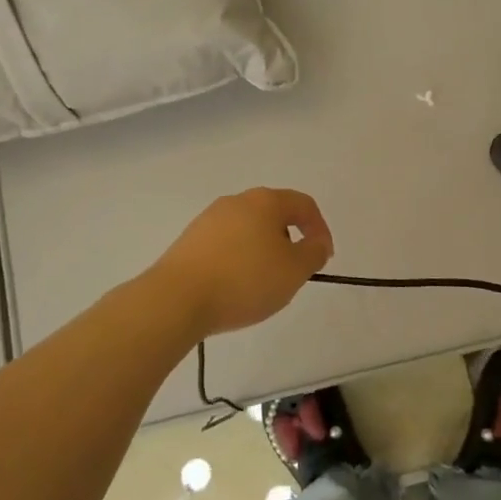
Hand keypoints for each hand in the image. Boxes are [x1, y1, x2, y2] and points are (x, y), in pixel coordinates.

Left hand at [149, 189, 334, 338]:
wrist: (177, 298)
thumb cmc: (244, 280)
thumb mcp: (294, 270)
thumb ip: (313, 253)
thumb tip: (315, 242)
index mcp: (265, 201)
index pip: (303, 204)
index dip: (320, 229)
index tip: (323, 259)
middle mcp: (236, 201)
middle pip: (274, 214)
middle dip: (289, 241)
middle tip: (293, 272)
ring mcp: (209, 219)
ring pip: (248, 229)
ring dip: (263, 251)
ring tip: (263, 284)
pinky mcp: (190, 240)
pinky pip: (226, 244)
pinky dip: (238, 260)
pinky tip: (234, 287)